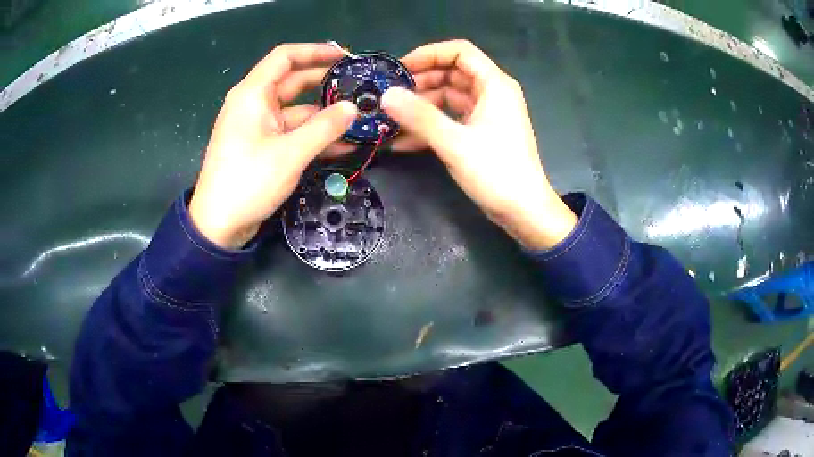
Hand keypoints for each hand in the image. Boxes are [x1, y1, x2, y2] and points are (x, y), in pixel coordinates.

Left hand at [189, 44, 357, 248]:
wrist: (218, 225)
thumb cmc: (248, 182)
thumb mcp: (290, 153)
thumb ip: (324, 127)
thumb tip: (354, 108)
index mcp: (253, 94)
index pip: (285, 57)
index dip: (315, 51)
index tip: (345, 56)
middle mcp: (254, 104)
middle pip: (293, 81)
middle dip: (326, 83)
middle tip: (359, 87)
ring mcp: (258, 126)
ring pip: (296, 110)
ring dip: (324, 116)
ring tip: (358, 120)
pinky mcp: (261, 146)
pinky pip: (291, 132)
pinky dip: (312, 136)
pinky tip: (341, 145)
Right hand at [380, 40, 576, 249]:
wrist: (523, 211)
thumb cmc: (496, 172)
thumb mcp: (455, 142)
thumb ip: (420, 116)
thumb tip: (386, 95)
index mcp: (494, 85)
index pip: (460, 52)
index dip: (429, 54)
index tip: (401, 69)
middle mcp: (491, 93)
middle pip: (451, 73)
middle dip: (420, 82)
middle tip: (390, 95)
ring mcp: (486, 114)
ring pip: (448, 97)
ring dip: (421, 106)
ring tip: (390, 118)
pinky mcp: (480, 133)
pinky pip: (451, 119)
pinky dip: (430, 126)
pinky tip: (403, 140)